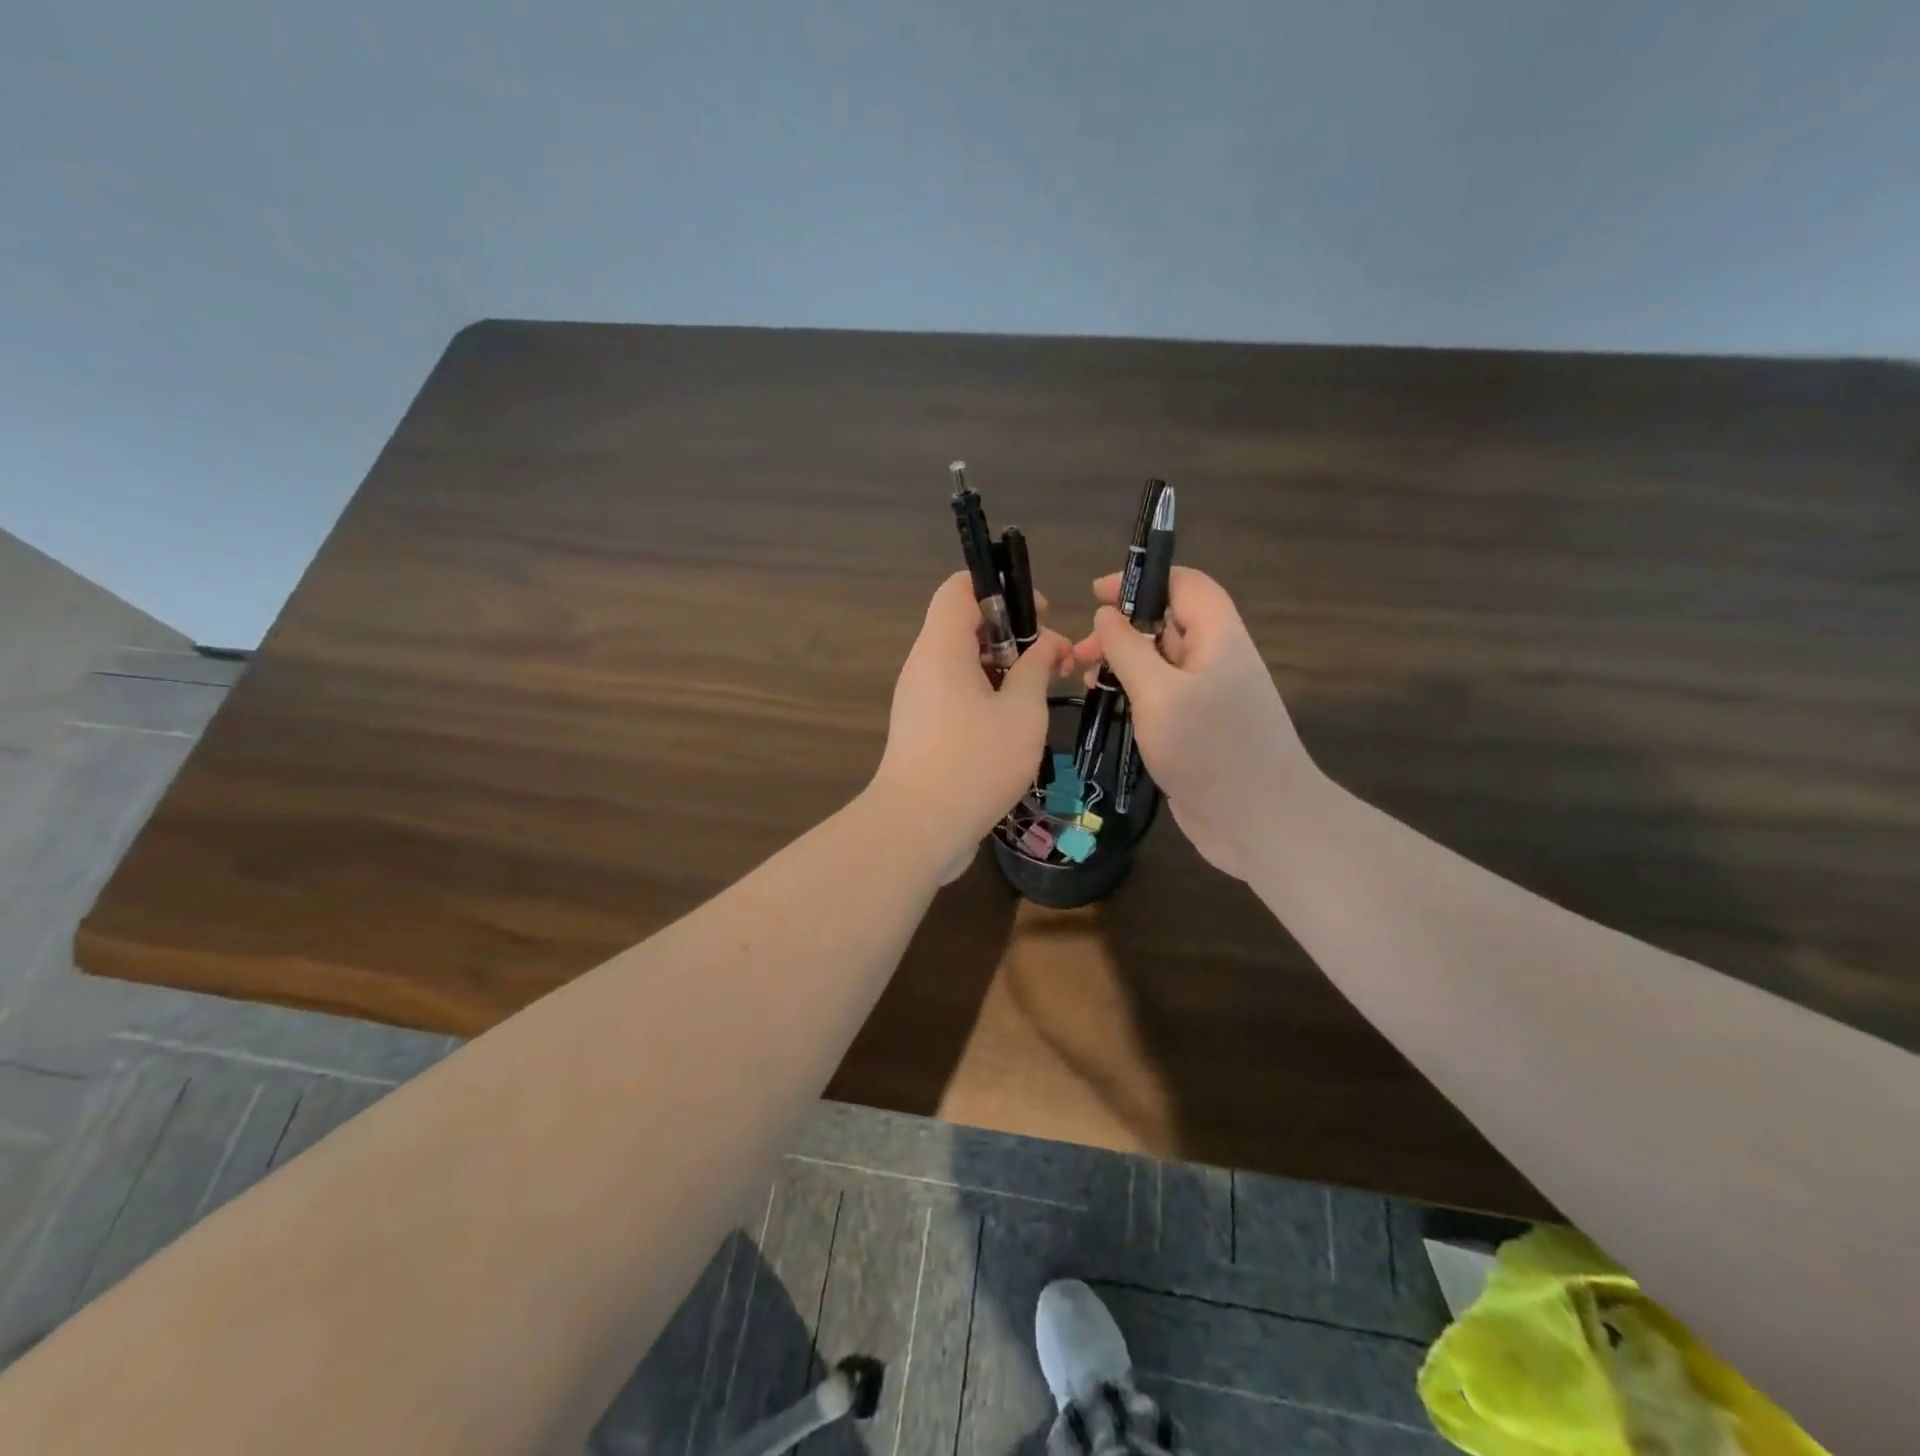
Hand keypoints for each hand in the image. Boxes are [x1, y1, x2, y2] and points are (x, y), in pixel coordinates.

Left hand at [872, 572, 1072, 882]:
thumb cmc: (975, 762)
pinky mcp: (922, 730)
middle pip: (964, 626)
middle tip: (1053, 660)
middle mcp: (923, 666)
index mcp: (942, 647)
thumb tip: (1046, 644)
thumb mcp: (1021, 712)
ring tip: (1042, 694)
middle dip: (1013, 635)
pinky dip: (986, 697)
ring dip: (1003, 670)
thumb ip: (1036, 669)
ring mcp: (919, 700)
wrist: (917, 829)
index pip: (960, 588)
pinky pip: (955, 694)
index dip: (1002, 589)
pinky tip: (1016, 725)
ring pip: (963, 664)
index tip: (1038, 616)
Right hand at [1072, 568, 1312, 881]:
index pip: (1184, 584)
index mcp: (1218, 637)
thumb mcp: (1159, 694)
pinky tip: (1107, 709)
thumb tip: (1106, 614)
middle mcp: (1215, 660)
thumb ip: (1129, 649)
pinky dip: (1133, 695)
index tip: (1095, 594)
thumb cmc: (1209, 750)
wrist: (1260, 822)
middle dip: (1121, 630)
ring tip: (1085, 682)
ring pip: (1160, 663)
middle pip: (1166, 623)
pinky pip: (1162, 697)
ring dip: (1122, 665)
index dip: (1141, 580)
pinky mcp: (1198, 729)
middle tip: (1079, 654)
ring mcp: (1208, 697)